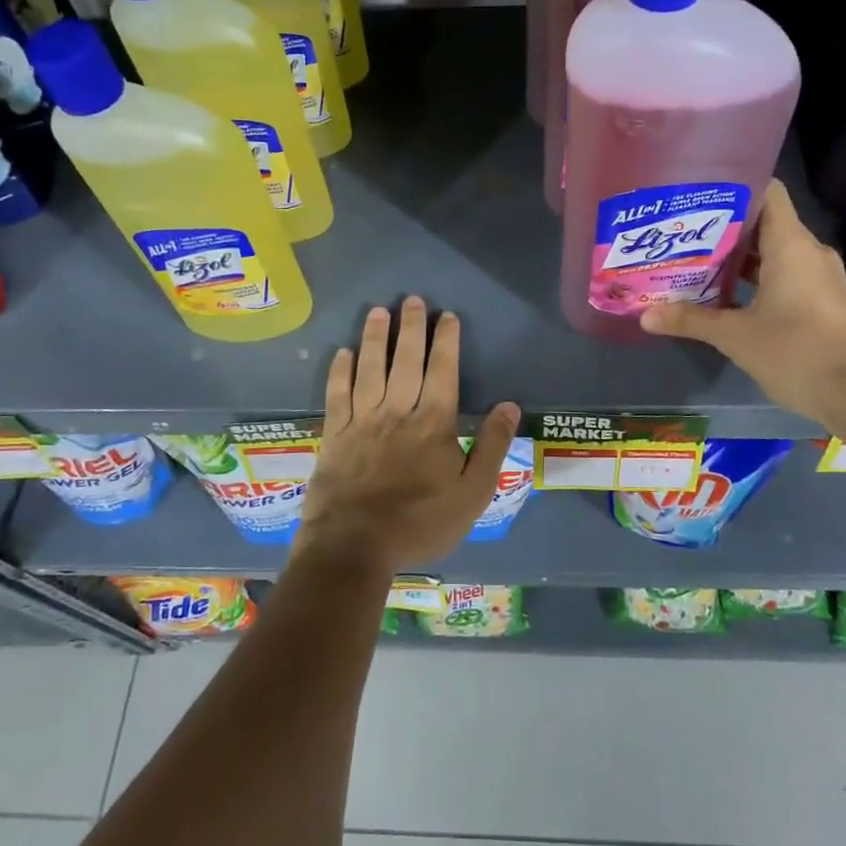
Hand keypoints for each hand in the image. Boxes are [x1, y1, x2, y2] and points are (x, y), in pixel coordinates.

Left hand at [296, 296, 520, 577]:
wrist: (355, 546)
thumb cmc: (420, 522)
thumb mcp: (472, 493)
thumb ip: (492, 447)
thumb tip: (509, 405)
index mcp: (433, 422)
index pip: (443, 370)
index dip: (446, 340)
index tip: (447, 316)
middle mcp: (397, 410)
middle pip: (405, 359)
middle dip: (411, 327)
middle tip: (413, 300)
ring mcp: (362, 420)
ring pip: (369, 368)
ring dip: (374, 337)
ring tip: (378, 311)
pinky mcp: (335, 434)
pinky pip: (337, 393)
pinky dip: (340, 370)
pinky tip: (343, 353)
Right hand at [641, 179, 845, 429]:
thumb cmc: (796, 352)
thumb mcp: (735, 336)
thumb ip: (690, 320)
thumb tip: (644, 315)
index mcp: (791, 245)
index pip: (768, 192)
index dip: (734, 187)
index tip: (698, 194)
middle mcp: (808, 252)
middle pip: (764, 222)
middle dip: (724, 227)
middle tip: (682, 232)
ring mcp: (819, 276)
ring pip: (773, 251)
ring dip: (738, 256)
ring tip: (695, 260)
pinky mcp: (822, 299)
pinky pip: (784, 273)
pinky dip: (756, 277)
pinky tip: (724, 293)